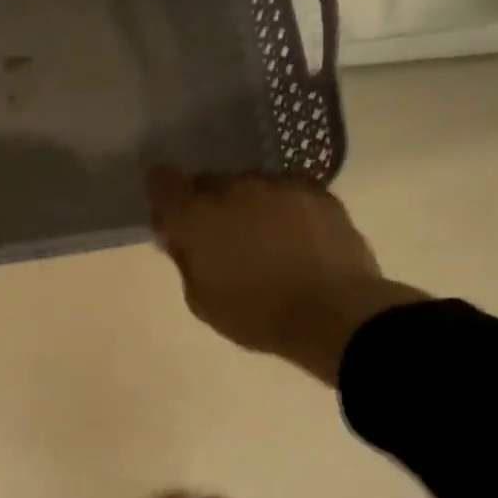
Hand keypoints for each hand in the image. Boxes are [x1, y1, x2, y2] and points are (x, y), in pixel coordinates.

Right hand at [148, 168, 427, 385]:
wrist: (334, 313)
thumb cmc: (257, 315)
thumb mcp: (202, 300)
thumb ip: (184, 260)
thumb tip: (175, 236)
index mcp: (198, 217)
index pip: (163, 183)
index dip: (163, 195)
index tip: (171, 216)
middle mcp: (234, 189)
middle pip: (209, 183)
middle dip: (207, 204)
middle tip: (219, 237)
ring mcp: (278, 185)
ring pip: (249, 184)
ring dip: (246, 203)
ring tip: (262, 237)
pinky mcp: (316, 190)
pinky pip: (286, 189)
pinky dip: (281, 205)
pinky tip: (293, 234)